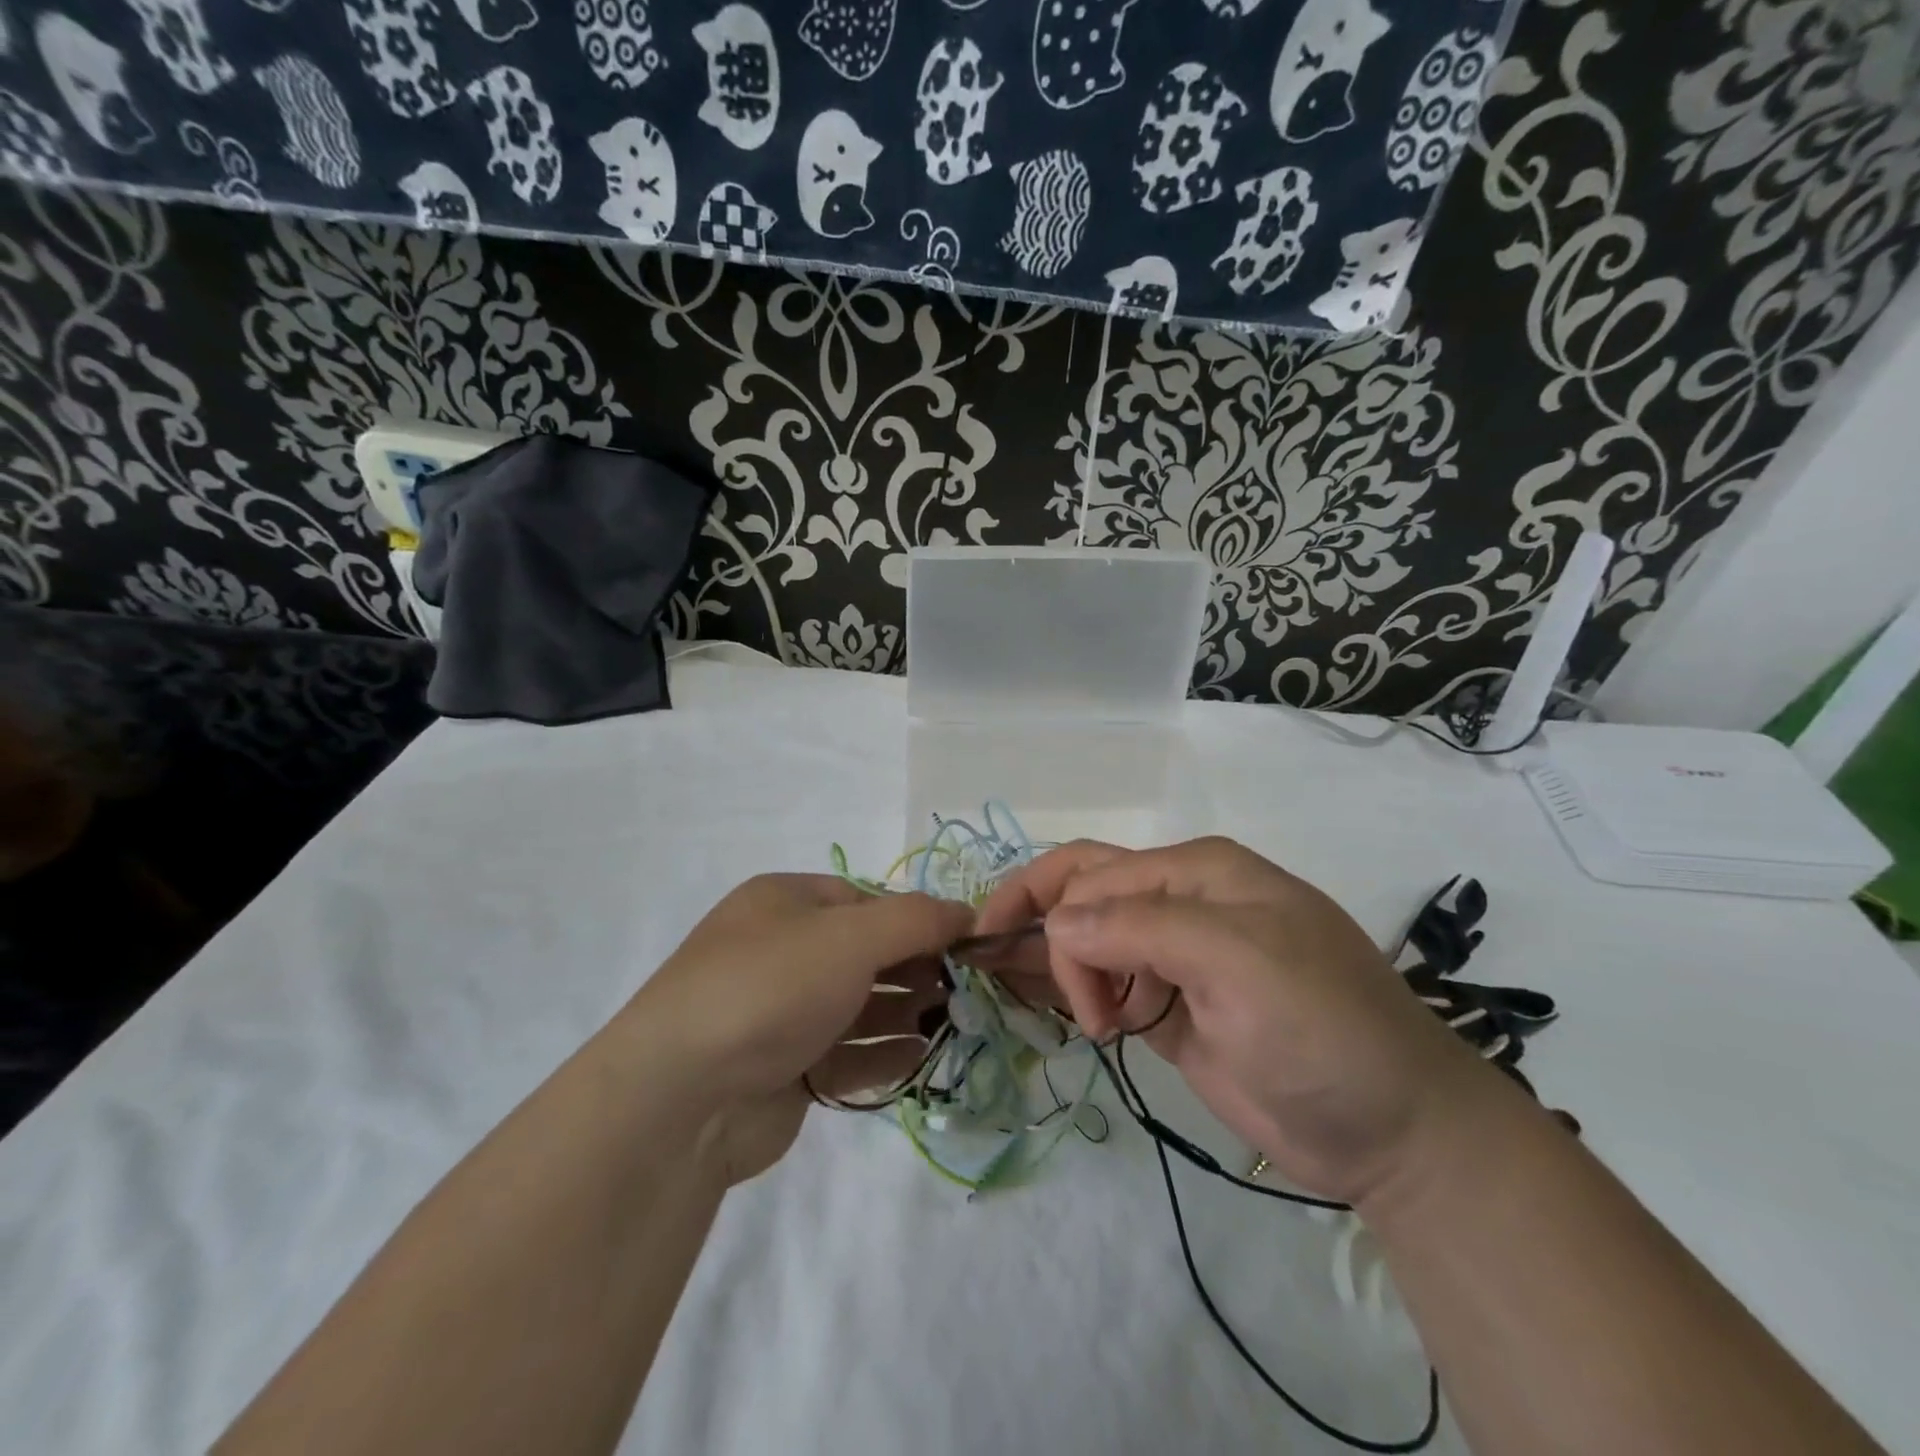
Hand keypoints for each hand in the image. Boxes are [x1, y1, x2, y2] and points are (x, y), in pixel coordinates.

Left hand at [628, 875, 971, 1186]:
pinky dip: (883, 1053)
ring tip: (953, 1023)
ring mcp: (781, 1013)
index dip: (916, 918)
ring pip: (859, 1005)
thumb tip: (968, 912)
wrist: (680, 1099)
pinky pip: (847, 1053)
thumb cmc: (771, 988)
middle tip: (966, 988)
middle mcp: (781, 951)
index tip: (965, 943)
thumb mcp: (850, 936)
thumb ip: (916, 919)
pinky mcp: (785, 1070)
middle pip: (866, 952)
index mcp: (785, 902)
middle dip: (916, 968)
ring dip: (906, 1012)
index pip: (866, 900)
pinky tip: (919, 1056)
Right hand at [975, 838, 1497, 1207]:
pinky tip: (1055, 1011)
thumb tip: (1058, 923)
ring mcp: (1175, 958)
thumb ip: (1142, 929)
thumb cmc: (1324, 1029)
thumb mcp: (1239, 962)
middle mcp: (1181, 904)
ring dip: (1052, 964)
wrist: (1395, 1133)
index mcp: (1196, 872)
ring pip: (1088, 941)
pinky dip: (1074, 993)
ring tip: (1037, 1005)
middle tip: (994, 971)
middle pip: (1084, 896)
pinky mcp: (1171, 1009)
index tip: (1026, 971)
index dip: (1046, 912)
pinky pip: (1107, 986)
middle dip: (1037, 926)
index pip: (1096, 875)